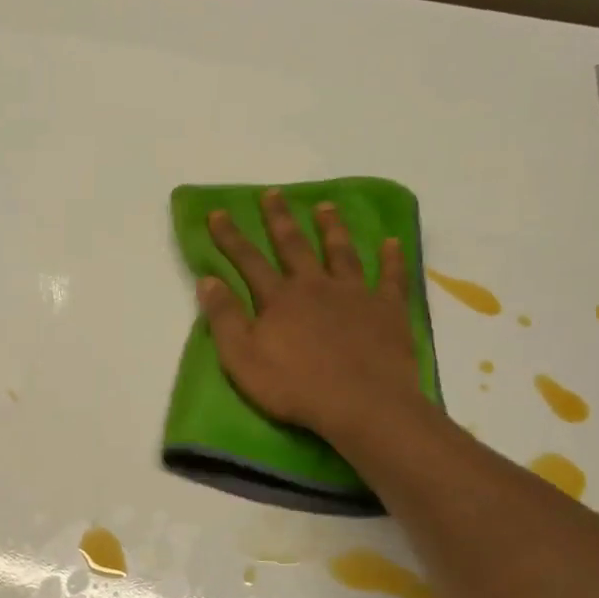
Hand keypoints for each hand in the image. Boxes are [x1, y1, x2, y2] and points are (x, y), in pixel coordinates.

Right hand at [199, 192, 429, 443]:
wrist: (361, 404)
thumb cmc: (295, 386)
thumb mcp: (242, 358)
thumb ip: (224, 318)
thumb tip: (207, 280)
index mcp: (279, 299)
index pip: (248, 260)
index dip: (231, 236)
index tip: (218, 212)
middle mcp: (315, 286)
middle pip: (294, 245)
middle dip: (280, 219)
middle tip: (273, 193)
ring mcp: (355, 294)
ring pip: (341, 252)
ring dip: (331, 228)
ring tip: (325, 206)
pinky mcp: (387, 310)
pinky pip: (391, 277)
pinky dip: (391, 258)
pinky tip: (391, 242)